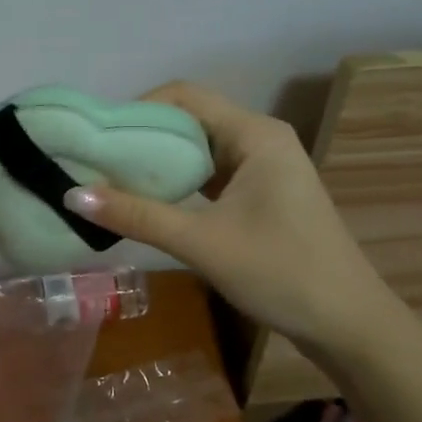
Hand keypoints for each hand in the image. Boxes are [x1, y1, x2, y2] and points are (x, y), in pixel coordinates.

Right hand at [63, 81, 400, 355]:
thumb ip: (138, 215)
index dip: (138, 109)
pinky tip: (151, 200)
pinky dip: (180, 181)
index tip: (100, 137)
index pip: (185, 96)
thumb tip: (72, 195)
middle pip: (191, 119)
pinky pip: (212, 173)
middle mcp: (261, 139)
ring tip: (114, 179)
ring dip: (160, 161)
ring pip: (200, 148)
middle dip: (144, 136)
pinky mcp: (263, 193)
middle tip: (98, 161)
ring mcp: (265, 167)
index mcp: (255, 134)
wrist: (349, 325)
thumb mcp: (202, 243)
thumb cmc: (281, 273)